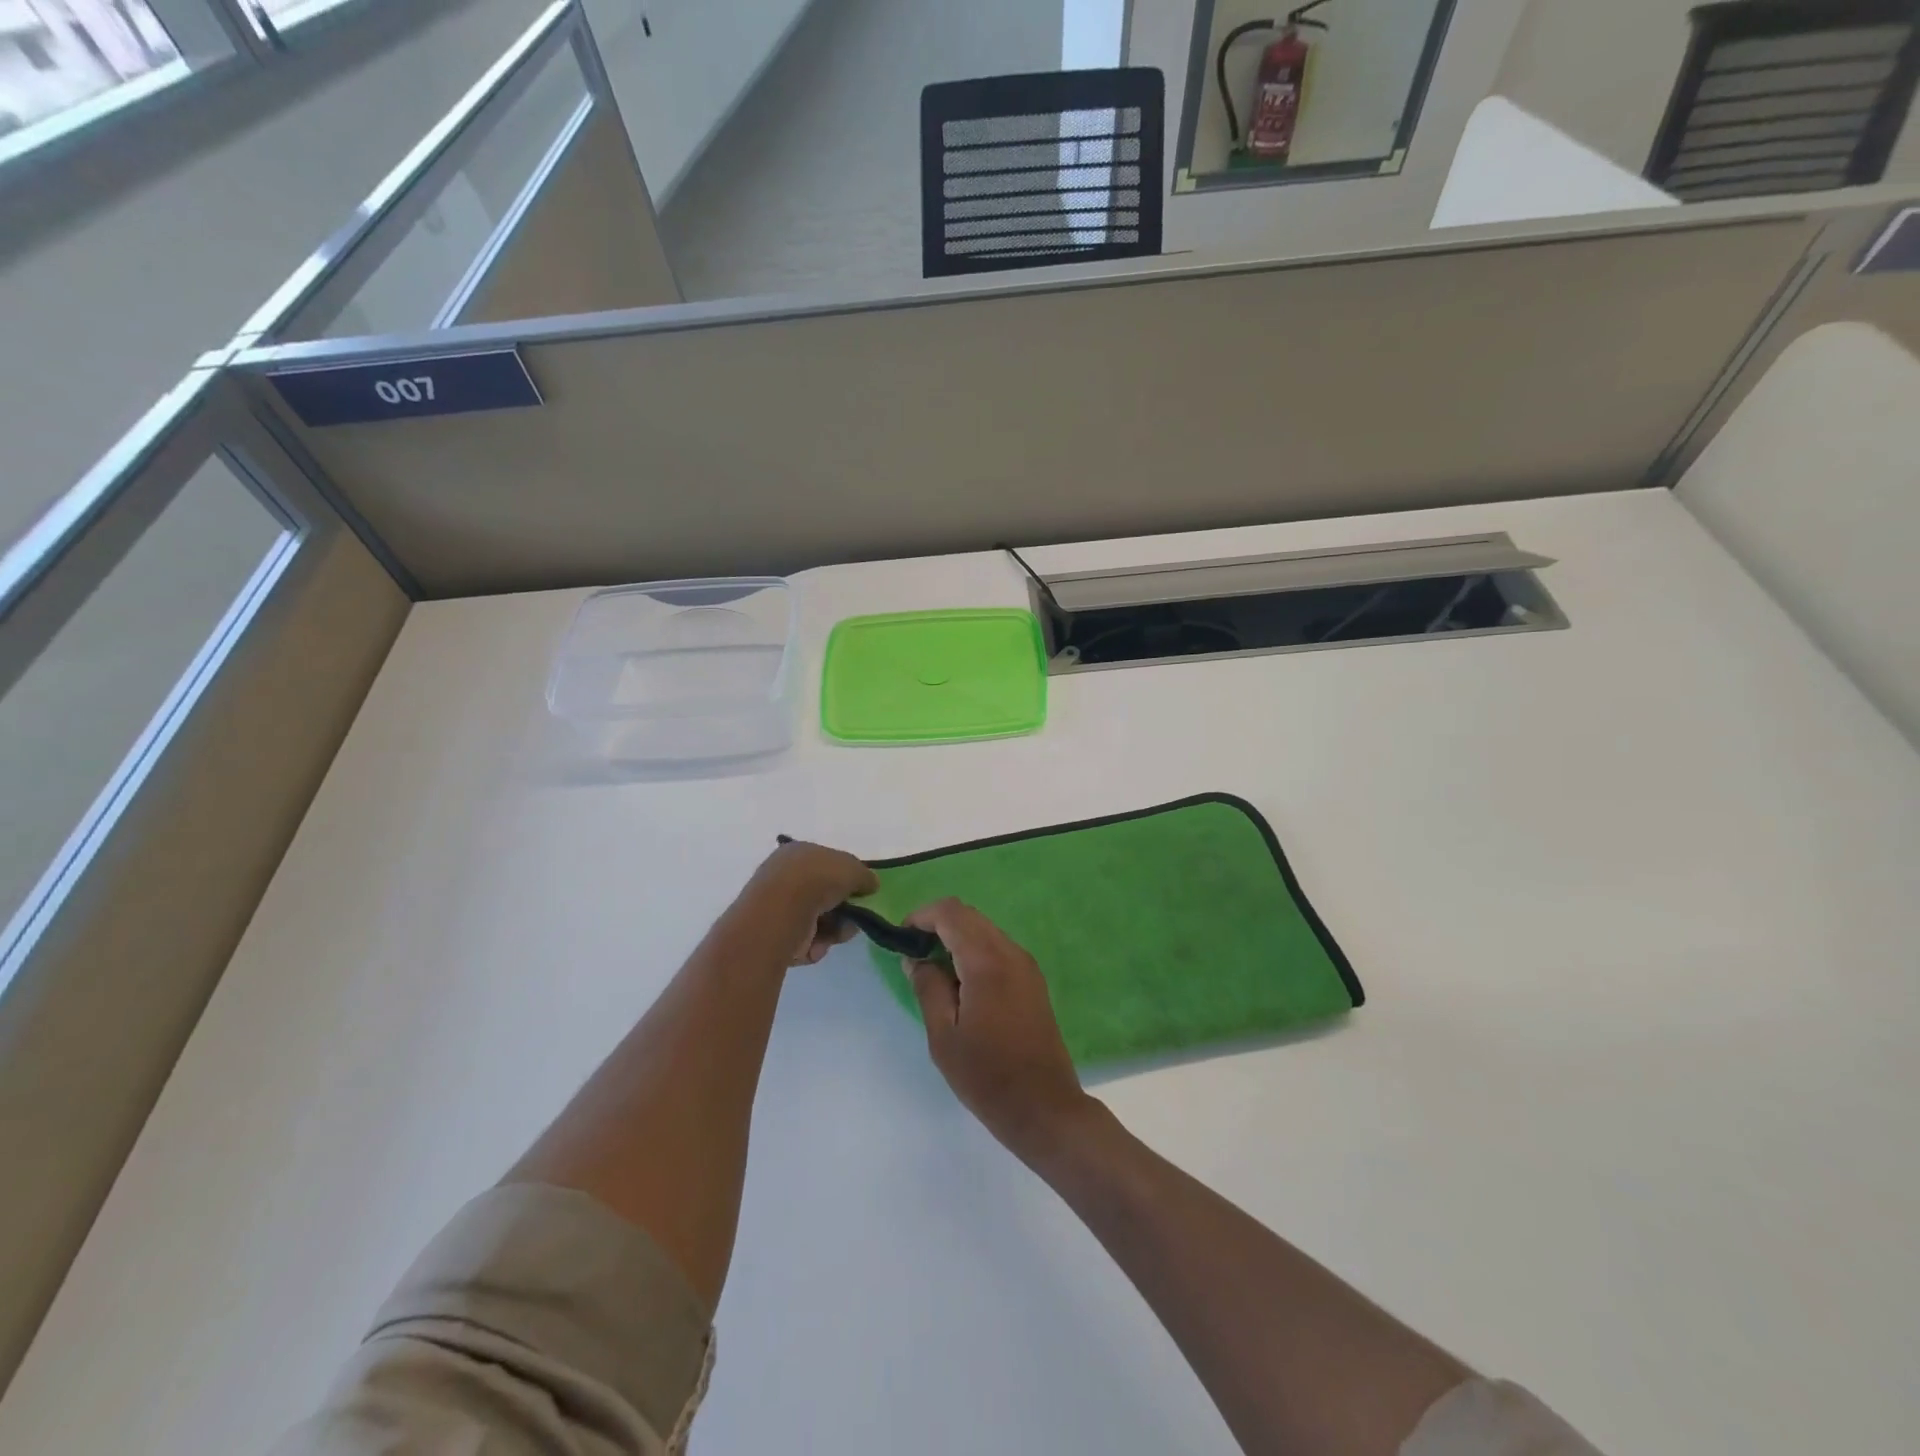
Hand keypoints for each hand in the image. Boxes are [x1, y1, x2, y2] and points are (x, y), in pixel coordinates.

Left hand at [743, 841, 878, 965]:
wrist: (781, 912)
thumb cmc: (817, 879)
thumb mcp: (853, 868)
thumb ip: (865, 876)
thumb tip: (871, 885)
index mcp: (798, 853)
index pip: (827, 864)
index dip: (847, 878)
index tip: (861, 892)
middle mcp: (785, 877)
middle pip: (825, 895)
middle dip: (844, 909)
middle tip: (855, 918)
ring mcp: (778, 907)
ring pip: (819, 920)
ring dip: (834, 929)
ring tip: (839, 934)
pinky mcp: (775, 935)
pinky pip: (805, 940)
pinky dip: (817, 944)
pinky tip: (818, 944)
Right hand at [905, 899, 1096, 1161]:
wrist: (1044, 1107)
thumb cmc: (987, 1075)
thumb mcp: (944, 1036)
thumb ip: (928, 987)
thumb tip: (915, 958)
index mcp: (987, 961)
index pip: (950, 913)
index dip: (921, 916)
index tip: (900, 939)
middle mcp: (1010, 952)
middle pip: (969, 916)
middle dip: (937, 924)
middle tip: (912, 954)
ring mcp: (1026, 965)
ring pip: (984, 930)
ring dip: (956, 937)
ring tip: (932, 970)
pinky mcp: (1032, 980)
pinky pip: (997, 948)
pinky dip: (974, 951)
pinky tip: (960, 983)